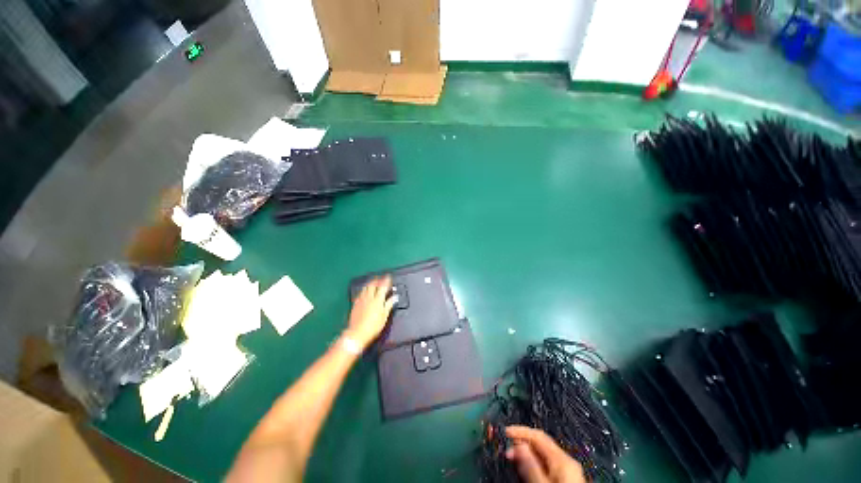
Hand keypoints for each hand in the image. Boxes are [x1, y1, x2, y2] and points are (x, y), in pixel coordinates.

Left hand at [344, 276, 395, 349]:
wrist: (357, 333)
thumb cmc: (373, 326)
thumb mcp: (384, 316)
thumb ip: (389, 305)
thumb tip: (395, 297)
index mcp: (378, 300)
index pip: (383, 287)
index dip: (386, 281)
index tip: (388, 276)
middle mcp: (369, 297)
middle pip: (373, 285)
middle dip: (377, 280)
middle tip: (380, 278)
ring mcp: (361, 300)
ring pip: (365, 287)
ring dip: (370, 283)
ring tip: (373, 281)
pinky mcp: (355, 304)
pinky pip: (360, 293)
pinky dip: (364, 290)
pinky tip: (364, 291)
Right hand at [505, 426, 585, 482]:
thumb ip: (531, 466)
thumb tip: (518, 444)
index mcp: (562, 459)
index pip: (538, 436)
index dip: (520, 431)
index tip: (504, 432)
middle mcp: (567, 461)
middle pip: (542, 443)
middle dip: (523, 442)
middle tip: (506, 447)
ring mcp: (568, 471)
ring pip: (544, 454)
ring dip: (527, 453)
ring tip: (513, 457)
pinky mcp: (567, 480)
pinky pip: (548, 464)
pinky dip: (535, 462)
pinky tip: (526, 469)